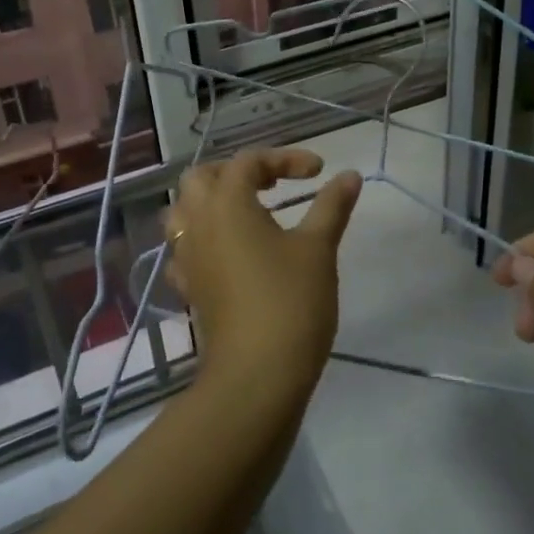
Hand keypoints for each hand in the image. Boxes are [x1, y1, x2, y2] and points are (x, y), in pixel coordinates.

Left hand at [163, 149, 362, 391]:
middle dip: (236, 172)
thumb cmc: (290, 301)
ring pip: (184, 211)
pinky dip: (204, 239)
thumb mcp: (318, 248)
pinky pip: (185, 248)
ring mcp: (187, 256)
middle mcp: (198, 223)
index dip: (285, 158)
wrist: (257, 375)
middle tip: (272, 183)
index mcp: (227, 204)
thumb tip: (350, 175)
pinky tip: (229, 252)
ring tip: (247, 211)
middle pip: (202, 177)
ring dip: (212, 201)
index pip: (248, 161)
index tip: (319, 172)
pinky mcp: (189, 287)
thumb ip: (332, 206)